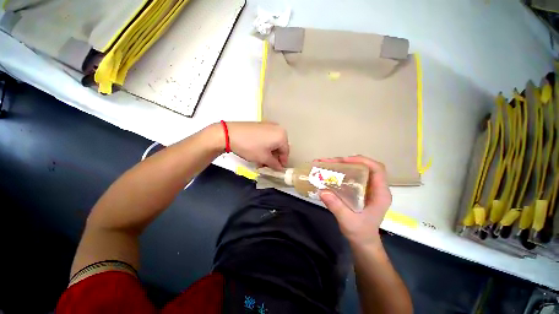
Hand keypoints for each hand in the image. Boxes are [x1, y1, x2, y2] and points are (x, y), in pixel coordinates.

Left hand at [227, 122, 288, 169]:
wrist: (230, 134)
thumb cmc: (250, 146)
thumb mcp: (264, 158)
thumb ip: (275, 164)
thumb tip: (280, 168)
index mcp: (282, 135)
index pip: (286, 152)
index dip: (282, 162)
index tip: (278, 169)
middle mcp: (278, 128)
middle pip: (280, 146)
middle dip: (275, 157)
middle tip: (268, 165)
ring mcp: (269, 125)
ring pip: (273, 142)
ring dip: (269, 152)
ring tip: (262, 160)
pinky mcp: (261, 124)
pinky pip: (268, 137)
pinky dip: (265, 145)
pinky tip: (258, 151)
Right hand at [318, 156, 391, 244]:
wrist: (363, 242)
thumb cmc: (360, 233)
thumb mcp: (348, 221)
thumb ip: (337, 207)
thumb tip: (322, 191)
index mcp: (380, 193)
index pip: (377, 169)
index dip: (362, 161)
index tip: (344, 160)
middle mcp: (375, 187)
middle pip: (364, 167)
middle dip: (346, 161)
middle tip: (328, 162)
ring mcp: (367, 188)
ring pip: (356, 169)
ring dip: (341, 165)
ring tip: (325, 164)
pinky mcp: (359, 190)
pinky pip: (351, 176)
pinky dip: (339, 172)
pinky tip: (329, 172)